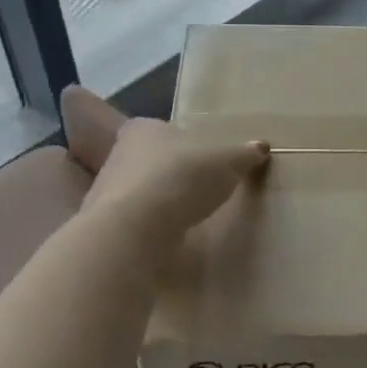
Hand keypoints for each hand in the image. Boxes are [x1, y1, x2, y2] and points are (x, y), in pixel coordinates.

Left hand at [82, 115, 269, 231]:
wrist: (132, 230)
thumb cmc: (180, 178)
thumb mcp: (226, 163)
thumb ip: (243, 154)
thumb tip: (261, 147)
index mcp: (143, 129)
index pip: (161, 129)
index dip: (181, 142)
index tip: (201, 158)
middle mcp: (119, 155)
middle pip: (150, 160)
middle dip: (171, 172)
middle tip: (199, 186)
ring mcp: (107, 192)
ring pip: (140, 191)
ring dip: (160, 202)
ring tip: (188, 216)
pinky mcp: (105, 227)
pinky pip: (134, 222)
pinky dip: (150, 228)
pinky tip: (169, 238)